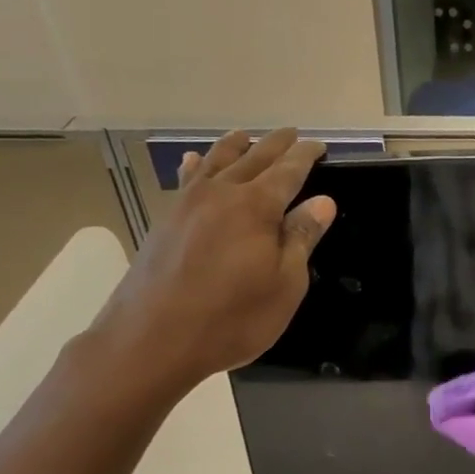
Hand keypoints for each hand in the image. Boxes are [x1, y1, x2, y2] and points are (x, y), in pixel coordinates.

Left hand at [90, 129, 335, 405]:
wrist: (152, 339)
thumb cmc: (232, 318)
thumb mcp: (284, 285)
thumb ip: (302, 239)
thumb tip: (322, 201)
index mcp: (256, 207)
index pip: (288, 171)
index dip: (306, 156)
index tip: (320, 146)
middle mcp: (221, 194)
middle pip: (253, 158)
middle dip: (275, 145)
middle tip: (291, 134)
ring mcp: (187, 205)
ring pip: (215, 161)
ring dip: (235, 146)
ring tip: (246, 136)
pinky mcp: (165, 221)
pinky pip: (186, 179)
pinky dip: (195, 165)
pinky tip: (192, 161)